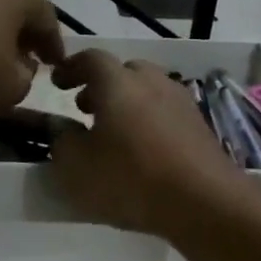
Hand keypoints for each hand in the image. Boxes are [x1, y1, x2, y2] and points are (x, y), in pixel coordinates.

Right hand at [48, 52, 246, 236]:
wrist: (203, 201)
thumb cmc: (129, 178)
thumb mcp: (76, 166)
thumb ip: (62, 141)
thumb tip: (63, 129)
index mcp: (117, 82)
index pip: (90, 59)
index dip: (71, 68)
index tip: (57, 83)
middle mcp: (152, 82)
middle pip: (124, 72)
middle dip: (102, 86)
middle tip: (85, 109)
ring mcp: (181, 102)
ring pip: (148, 92)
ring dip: (128, 105)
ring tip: (114, 133)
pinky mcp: (200, 127)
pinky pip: (166, 114)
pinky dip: (149, 123)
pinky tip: (143, 151)